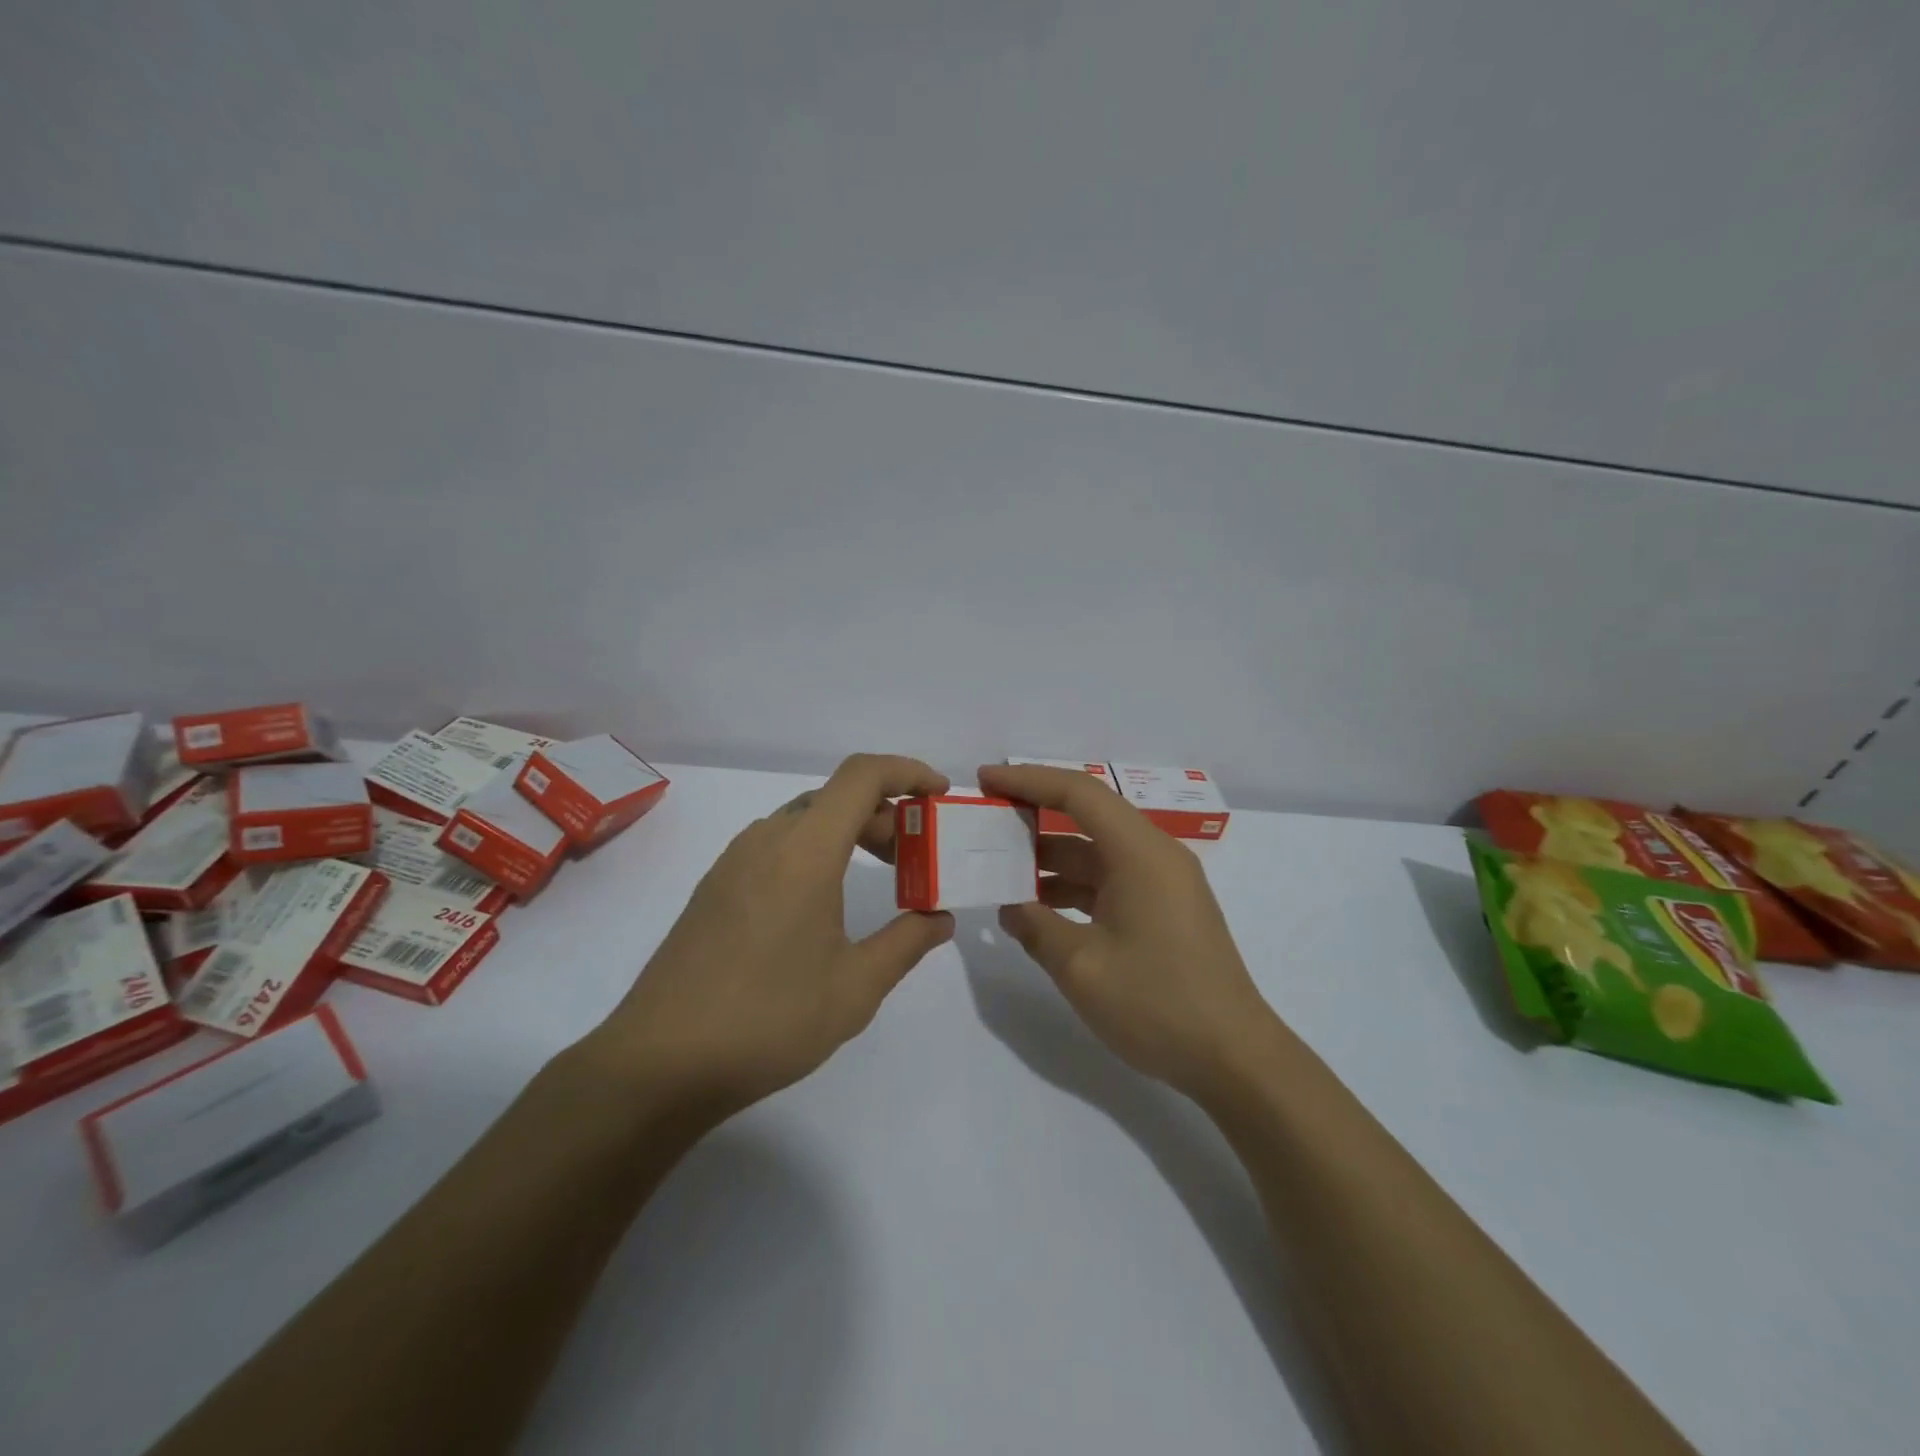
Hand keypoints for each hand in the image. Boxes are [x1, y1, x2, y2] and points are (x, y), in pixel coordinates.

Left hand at [592, 754, 955, 1118]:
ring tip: (876, 878)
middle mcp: (767, 840)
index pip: (862, 776)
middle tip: (915, 859)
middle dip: (885, 815)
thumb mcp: (855, 988)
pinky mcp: (715, 886)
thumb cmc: (768, 1020)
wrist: (660, 1062)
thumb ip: (907, 943)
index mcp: (805, 851)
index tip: (939, 796)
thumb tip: (939, 918)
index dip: (907, 772)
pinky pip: (777, 844)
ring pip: (805, 820)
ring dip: (849, 832)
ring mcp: (734, 861)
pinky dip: (815, 850)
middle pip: (836, 798)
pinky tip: (823, 902)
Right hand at [979, 763, 1279, 1101]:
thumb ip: (1036, 928)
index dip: (1027, 779)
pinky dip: (1072, 887)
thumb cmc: (1157, 1004)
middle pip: (1087, 817)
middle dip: (1033, 816)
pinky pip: (1109, 881)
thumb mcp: (1082, 967)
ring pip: (1095, 853)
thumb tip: (1009, 907)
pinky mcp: (1163, 910)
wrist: (1234, 1058)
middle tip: (985, 822)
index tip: (984, 779)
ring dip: (1050, 859)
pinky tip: (1037, 909)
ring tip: (998, 869)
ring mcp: (1162, 884)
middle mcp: (1154, 856)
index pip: (1078, 793)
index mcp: (1140, 853)